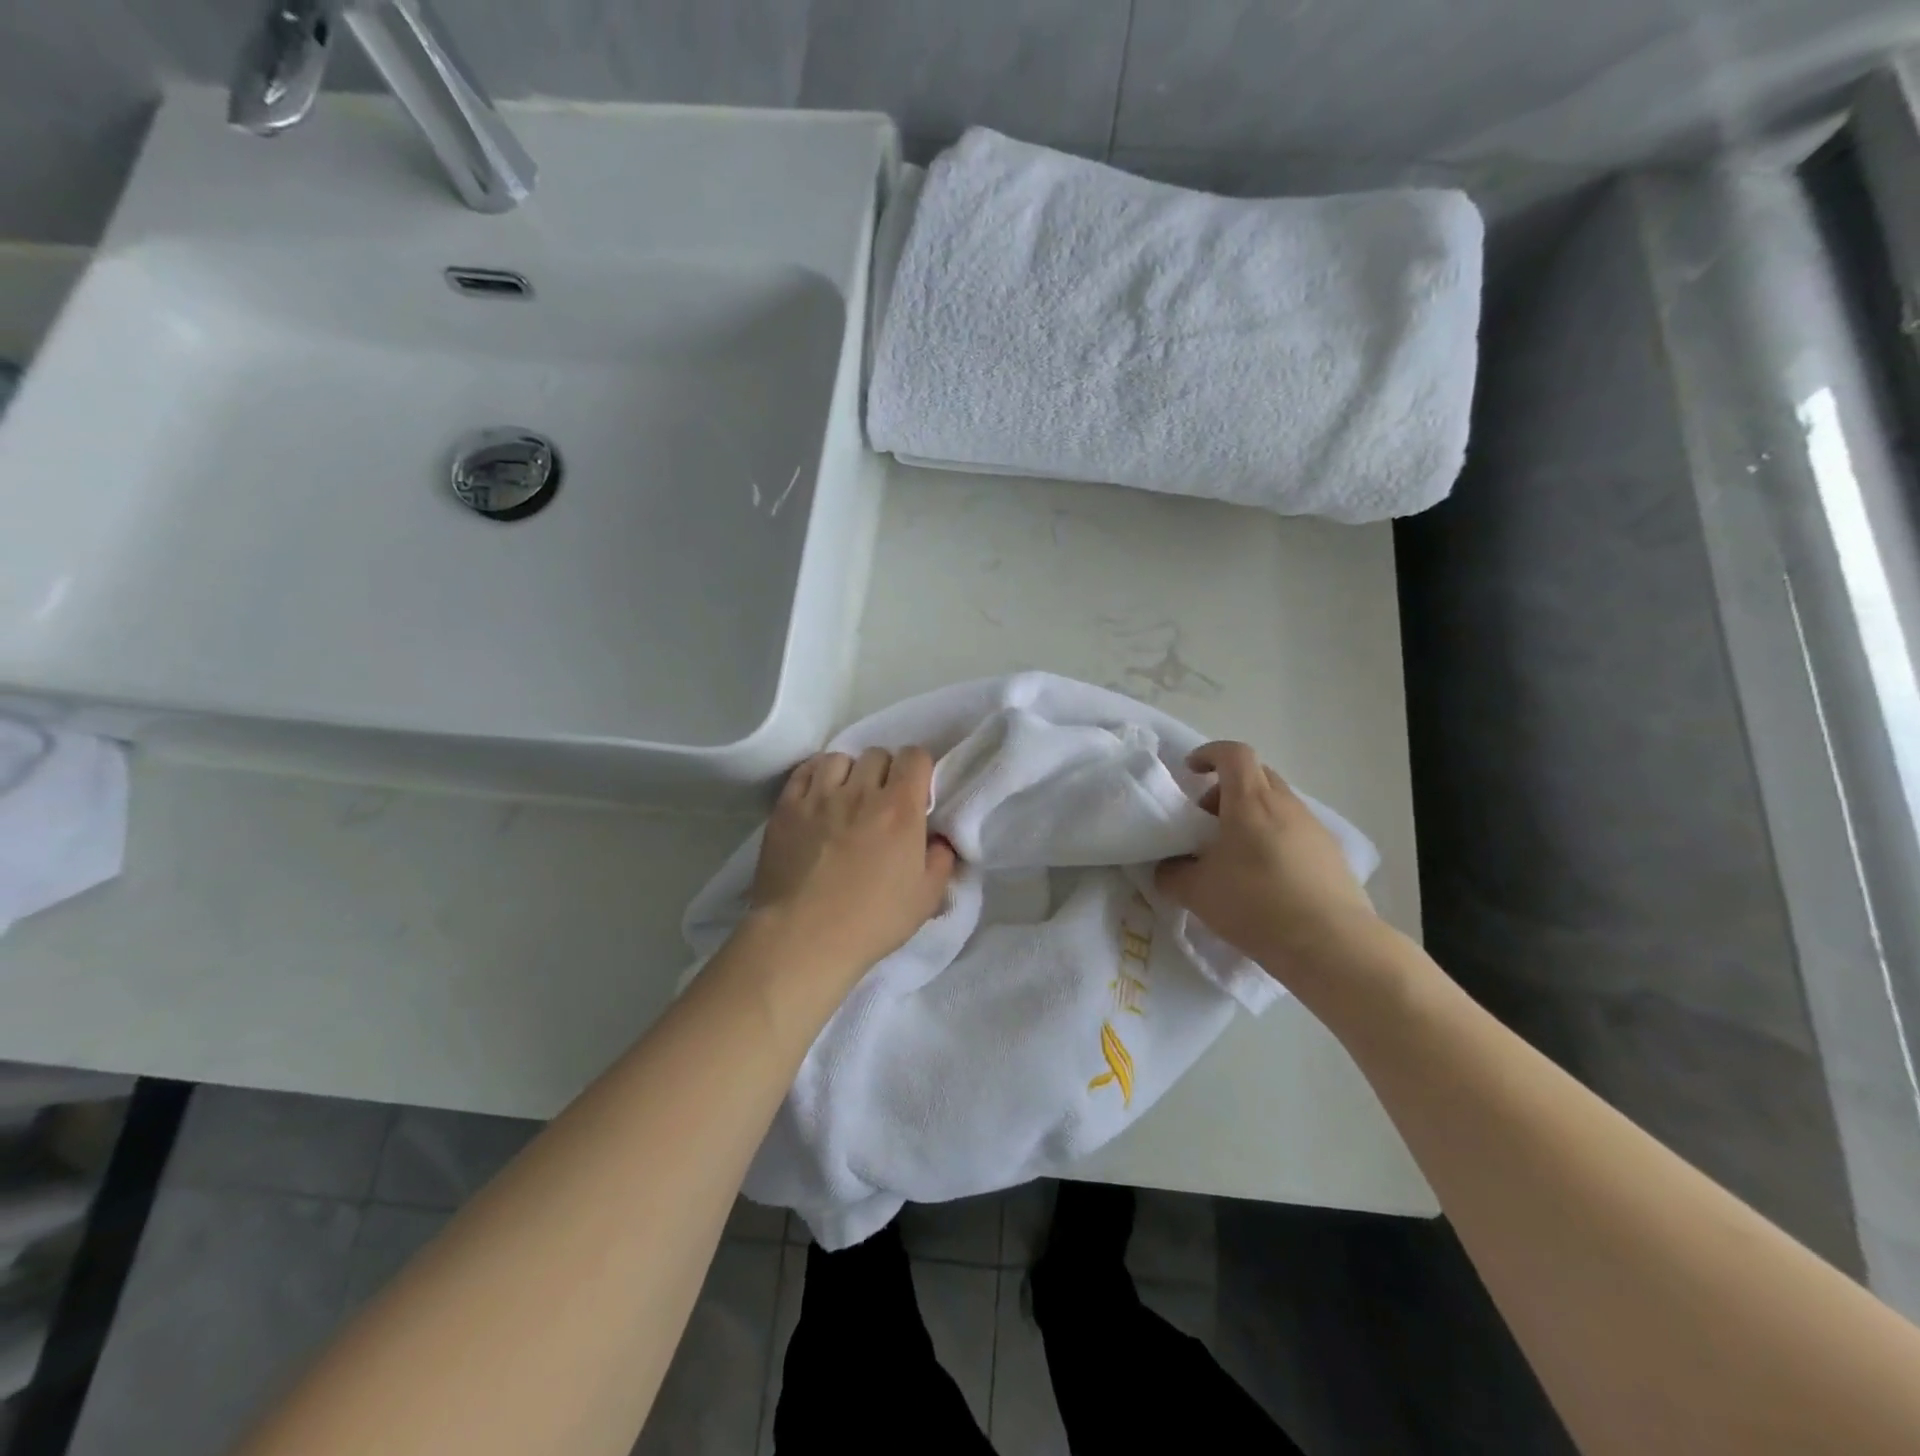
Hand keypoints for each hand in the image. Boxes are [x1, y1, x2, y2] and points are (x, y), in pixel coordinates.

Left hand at [750, 746, 956, 978]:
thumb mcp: (926, 898)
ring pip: (839, 758)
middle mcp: (861, 791)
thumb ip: (942, 861)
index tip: (916, 792)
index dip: (919, 769)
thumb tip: (941, 840)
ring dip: (849, 773)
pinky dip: (816, 776)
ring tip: (846, 797)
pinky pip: (804, 771)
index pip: (915, 756)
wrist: (804, 938)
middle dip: (885, 772)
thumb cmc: (872, 921)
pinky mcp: (786, 807)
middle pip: (877, 754)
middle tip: (882, 800)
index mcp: (900, 809)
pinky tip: (818, 796)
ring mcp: (819, 796)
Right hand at [1155, 742, 1384, 983]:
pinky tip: (1265, 877)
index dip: (1210, 754)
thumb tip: (1167, 868)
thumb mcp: (1196, 892)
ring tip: (1234, 854)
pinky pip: (1295, 831)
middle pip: (1257, 775)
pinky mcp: (1331, 855)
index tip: (1191, 771)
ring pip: (1277, 804)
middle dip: (1227, 788)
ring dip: (1252, 815)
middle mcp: (1285, 805)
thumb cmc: (1256, 905)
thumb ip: (1172, 874)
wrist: (1331, 946)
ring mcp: (1313, 828)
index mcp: (1250, 801)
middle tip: (1207, 818)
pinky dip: (1274, 838)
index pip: (1233, 754)